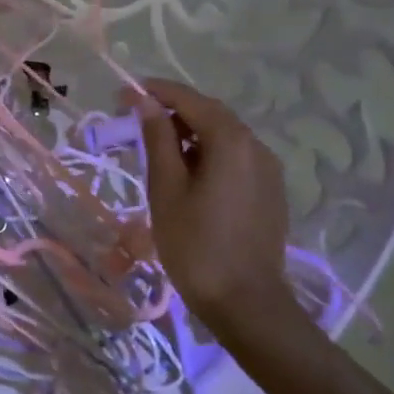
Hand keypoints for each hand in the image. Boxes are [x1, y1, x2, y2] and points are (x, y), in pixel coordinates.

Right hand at [134, 79, 297, 342]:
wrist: (245, 302)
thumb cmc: (195, 244)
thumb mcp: (166, 188)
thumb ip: (157, 139)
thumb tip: (145, 102)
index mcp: (231, 141)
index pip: (190, 100)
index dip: (156, 92)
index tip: (124, 93)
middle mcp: (256, 146)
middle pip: (210, 115)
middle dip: (173, 111)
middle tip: (135, 120)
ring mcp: (268, 170)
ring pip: (224, 137)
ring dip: (190, 134)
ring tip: (156, 149)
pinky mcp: (270, 191)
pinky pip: (235, 158)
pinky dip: (207, 154)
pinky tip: (187, 175)